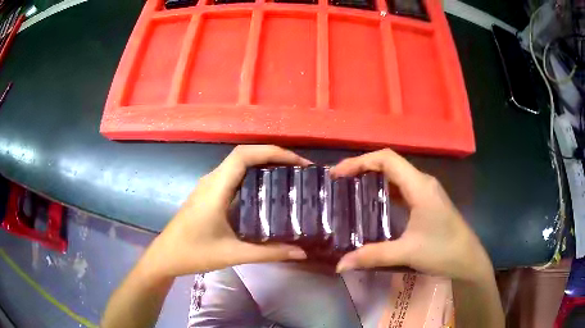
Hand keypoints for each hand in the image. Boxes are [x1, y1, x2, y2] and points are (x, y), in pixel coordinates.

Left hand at [140, 145, 310, 278]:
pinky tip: (265, 190)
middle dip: (273, 156)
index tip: (297, 163)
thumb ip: (269, 253)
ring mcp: (208, 186)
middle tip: (298, 169)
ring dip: (263, 163)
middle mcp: (212, 180)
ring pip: (238, 164)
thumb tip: (301, 252)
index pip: (244, 155)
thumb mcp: (233, 254)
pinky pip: (233, 176)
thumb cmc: (194, 253)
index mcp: (216, 188)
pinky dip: (253, 175)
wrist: (166, 256)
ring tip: (288, 176)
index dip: (273, 152)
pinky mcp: (208, 194)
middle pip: (244, 155)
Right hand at [330, 149, 492, 281]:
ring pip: (396, 175)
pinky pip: (402, 188)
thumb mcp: (407, 252)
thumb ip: (372, 256)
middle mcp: (423, 182)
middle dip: (363, 168)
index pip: (387, 159)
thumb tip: (340, 265)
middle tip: (340, 182)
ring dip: (374, 178)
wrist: (468, 260)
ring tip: (351, 190)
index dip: (360, 161)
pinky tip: (374, 205)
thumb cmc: (443, 251)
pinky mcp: (427, 202)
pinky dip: (384, 190)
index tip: (338, 174)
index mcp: (419, 186)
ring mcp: (426, 191)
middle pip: (390, 163)